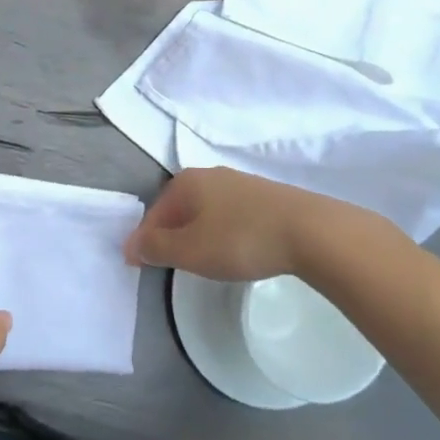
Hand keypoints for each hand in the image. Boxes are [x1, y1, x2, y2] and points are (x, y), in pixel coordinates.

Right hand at [123, 167, 343, 281]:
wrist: (308, 230)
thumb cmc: (240, 239)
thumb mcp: (190, 250)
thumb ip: (156, 248)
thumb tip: (130, 244)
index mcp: (187, 182)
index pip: (154, 212)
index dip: (144, 239)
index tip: (139, 265)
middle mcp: (211, 174)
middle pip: (179, 207)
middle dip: (171, 234)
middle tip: (170, 264)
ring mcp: (240, 183)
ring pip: (206, 210)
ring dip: (197, 233)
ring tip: (202, 260)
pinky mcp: (265, 196)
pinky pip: (230, 214)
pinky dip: (222, 231)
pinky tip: (233, 249)